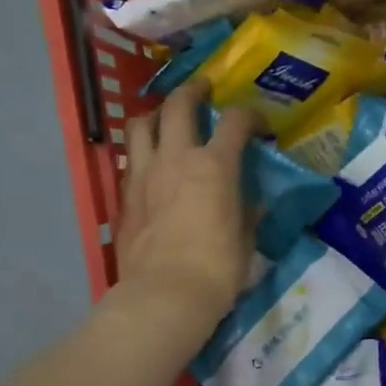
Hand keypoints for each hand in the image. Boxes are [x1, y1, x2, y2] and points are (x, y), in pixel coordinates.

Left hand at [114, 79, 256, 330]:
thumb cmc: (217, 269)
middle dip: (194, 90)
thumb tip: (253, 201)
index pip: (236, 121)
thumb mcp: (246, 238)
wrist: (164, 295)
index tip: (259, 126)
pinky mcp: (125, 197)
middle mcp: (177, 158)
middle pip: (179, 105)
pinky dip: (143, 152)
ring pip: (142, 124)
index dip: (251, 116)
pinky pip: (131, 159)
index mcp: (215, 165)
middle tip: (203, 90)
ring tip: (166, 119)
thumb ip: (248, 211)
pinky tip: (152, 163)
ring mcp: (145, 174)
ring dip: (156, 114)